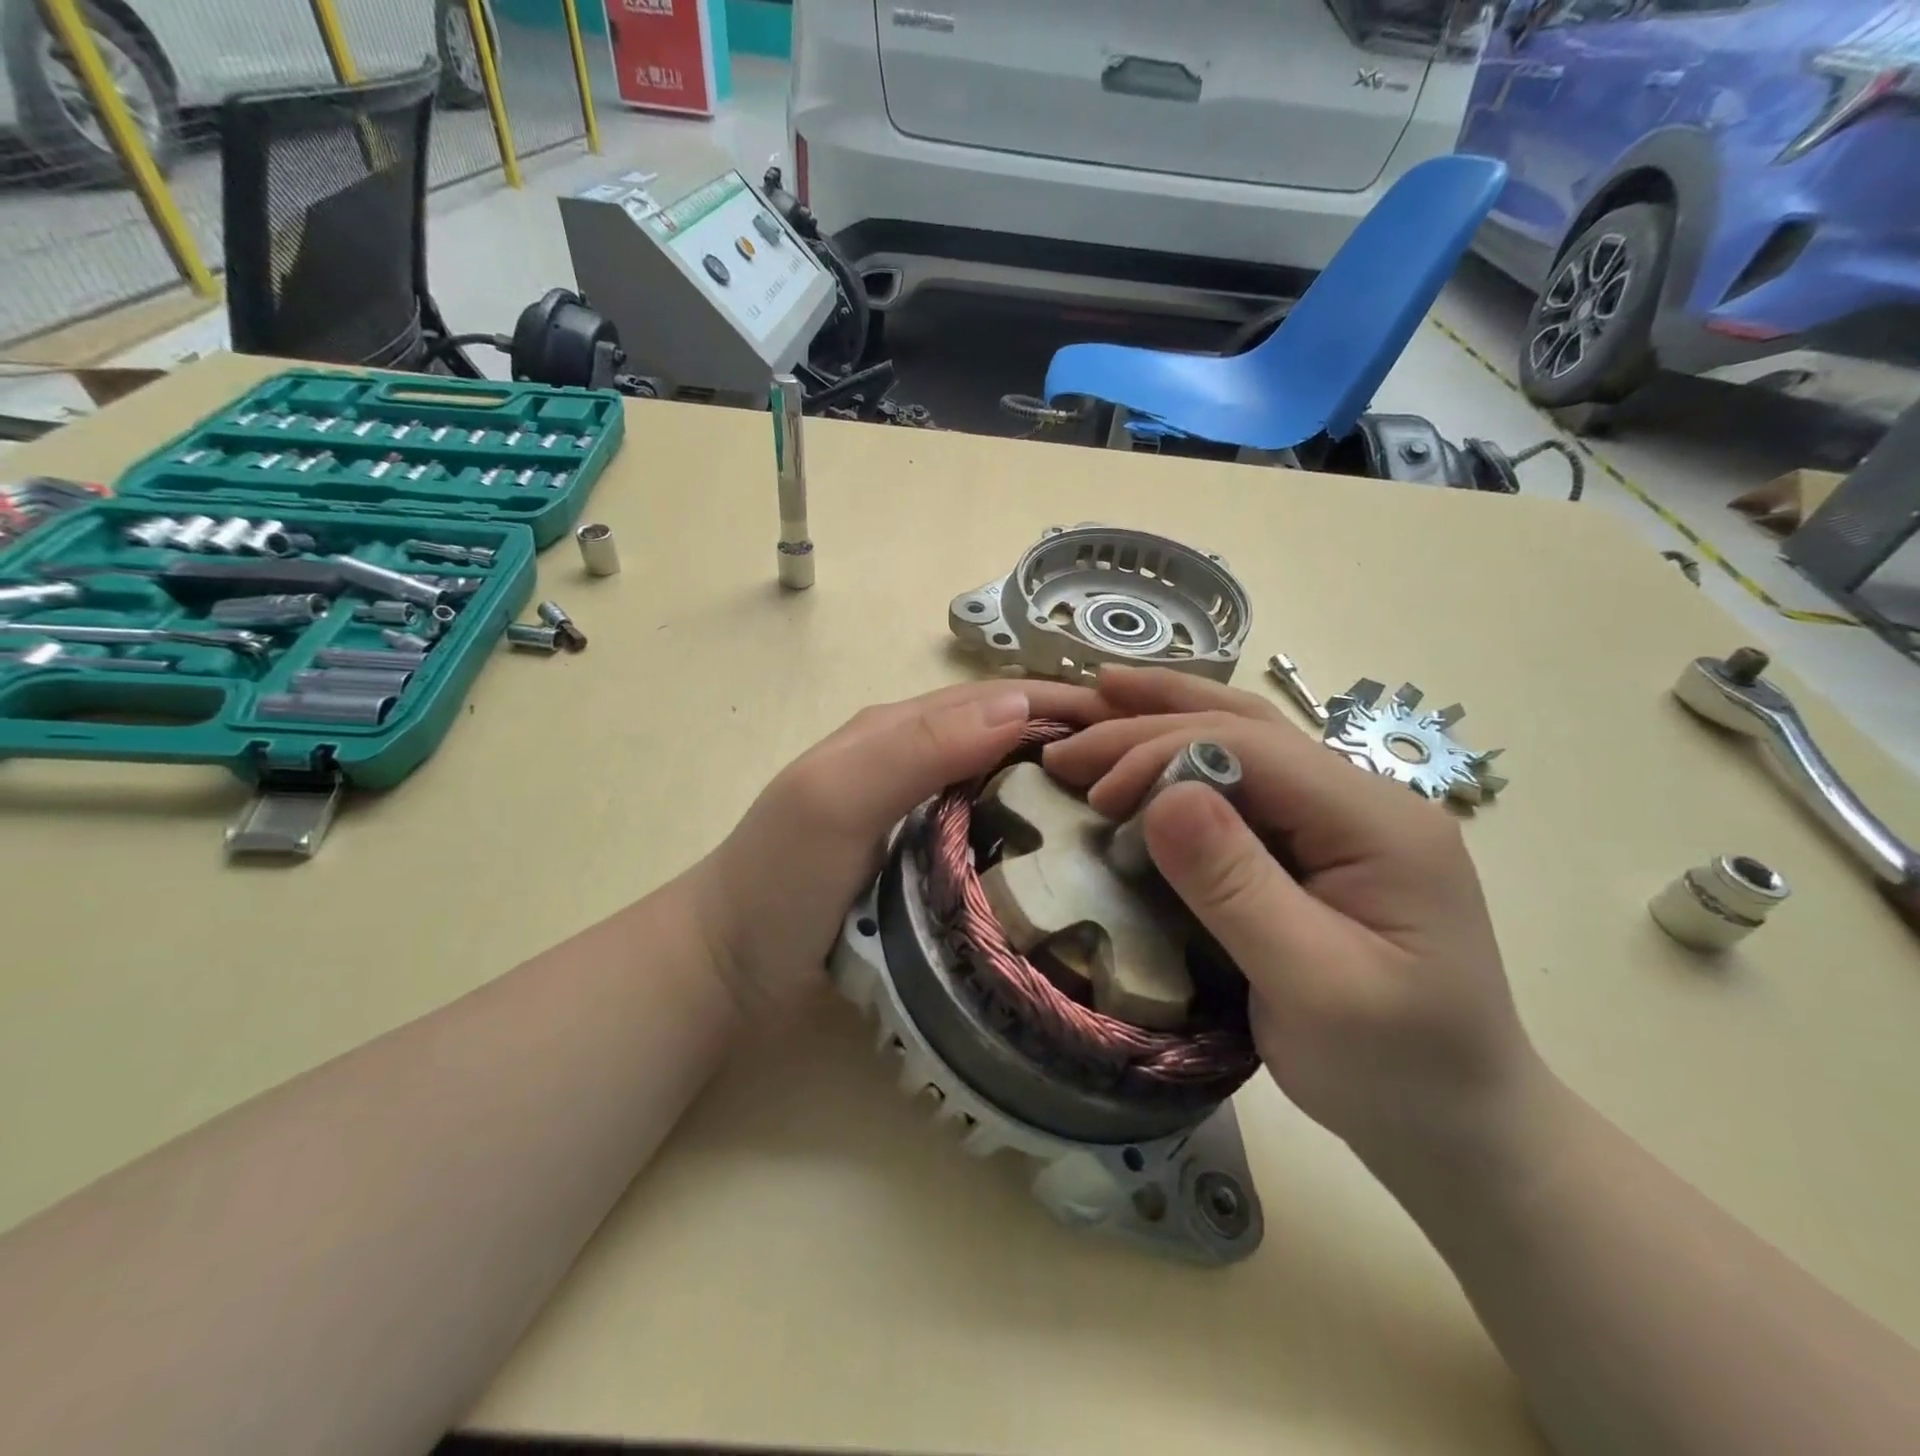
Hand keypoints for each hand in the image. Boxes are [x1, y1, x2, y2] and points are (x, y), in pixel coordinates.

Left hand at [689, 679, 1104, 1019]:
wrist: (726, 968)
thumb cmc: (777, 879)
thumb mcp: (836, 798)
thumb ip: (917, 747)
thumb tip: (1021, 704)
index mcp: (898, 731)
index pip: (998, 698)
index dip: (1066, 700)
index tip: (1142, 725)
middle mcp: (916, 762)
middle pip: (1010, 736)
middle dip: (1078, 741)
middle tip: (1153, 776)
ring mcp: (922, 815)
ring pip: (1007, 784)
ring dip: (1063, 788)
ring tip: (1134, 815)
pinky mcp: (927, 864)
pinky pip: (994, 834)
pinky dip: (1036, 834)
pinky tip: (1073, 861)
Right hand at [1043, 667, 1541, 1166]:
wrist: (1461, 1123)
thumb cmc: (1393, 1068)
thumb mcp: (1312, 985)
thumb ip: (1236, 886)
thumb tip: (1163, 796)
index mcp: (1377, 822)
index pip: (1252, 749)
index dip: (1161, 754)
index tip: (1093, 793)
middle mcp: (1365, 799)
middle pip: (1247, 727)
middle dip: (1151, 722)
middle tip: (1069, 738)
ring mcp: (1345, 818)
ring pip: (1246, 739)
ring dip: (1169, 716)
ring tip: (1103, 692)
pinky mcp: (1320, 845)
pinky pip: (1245, 781)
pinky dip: (1185, 755)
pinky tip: (1151, 745)